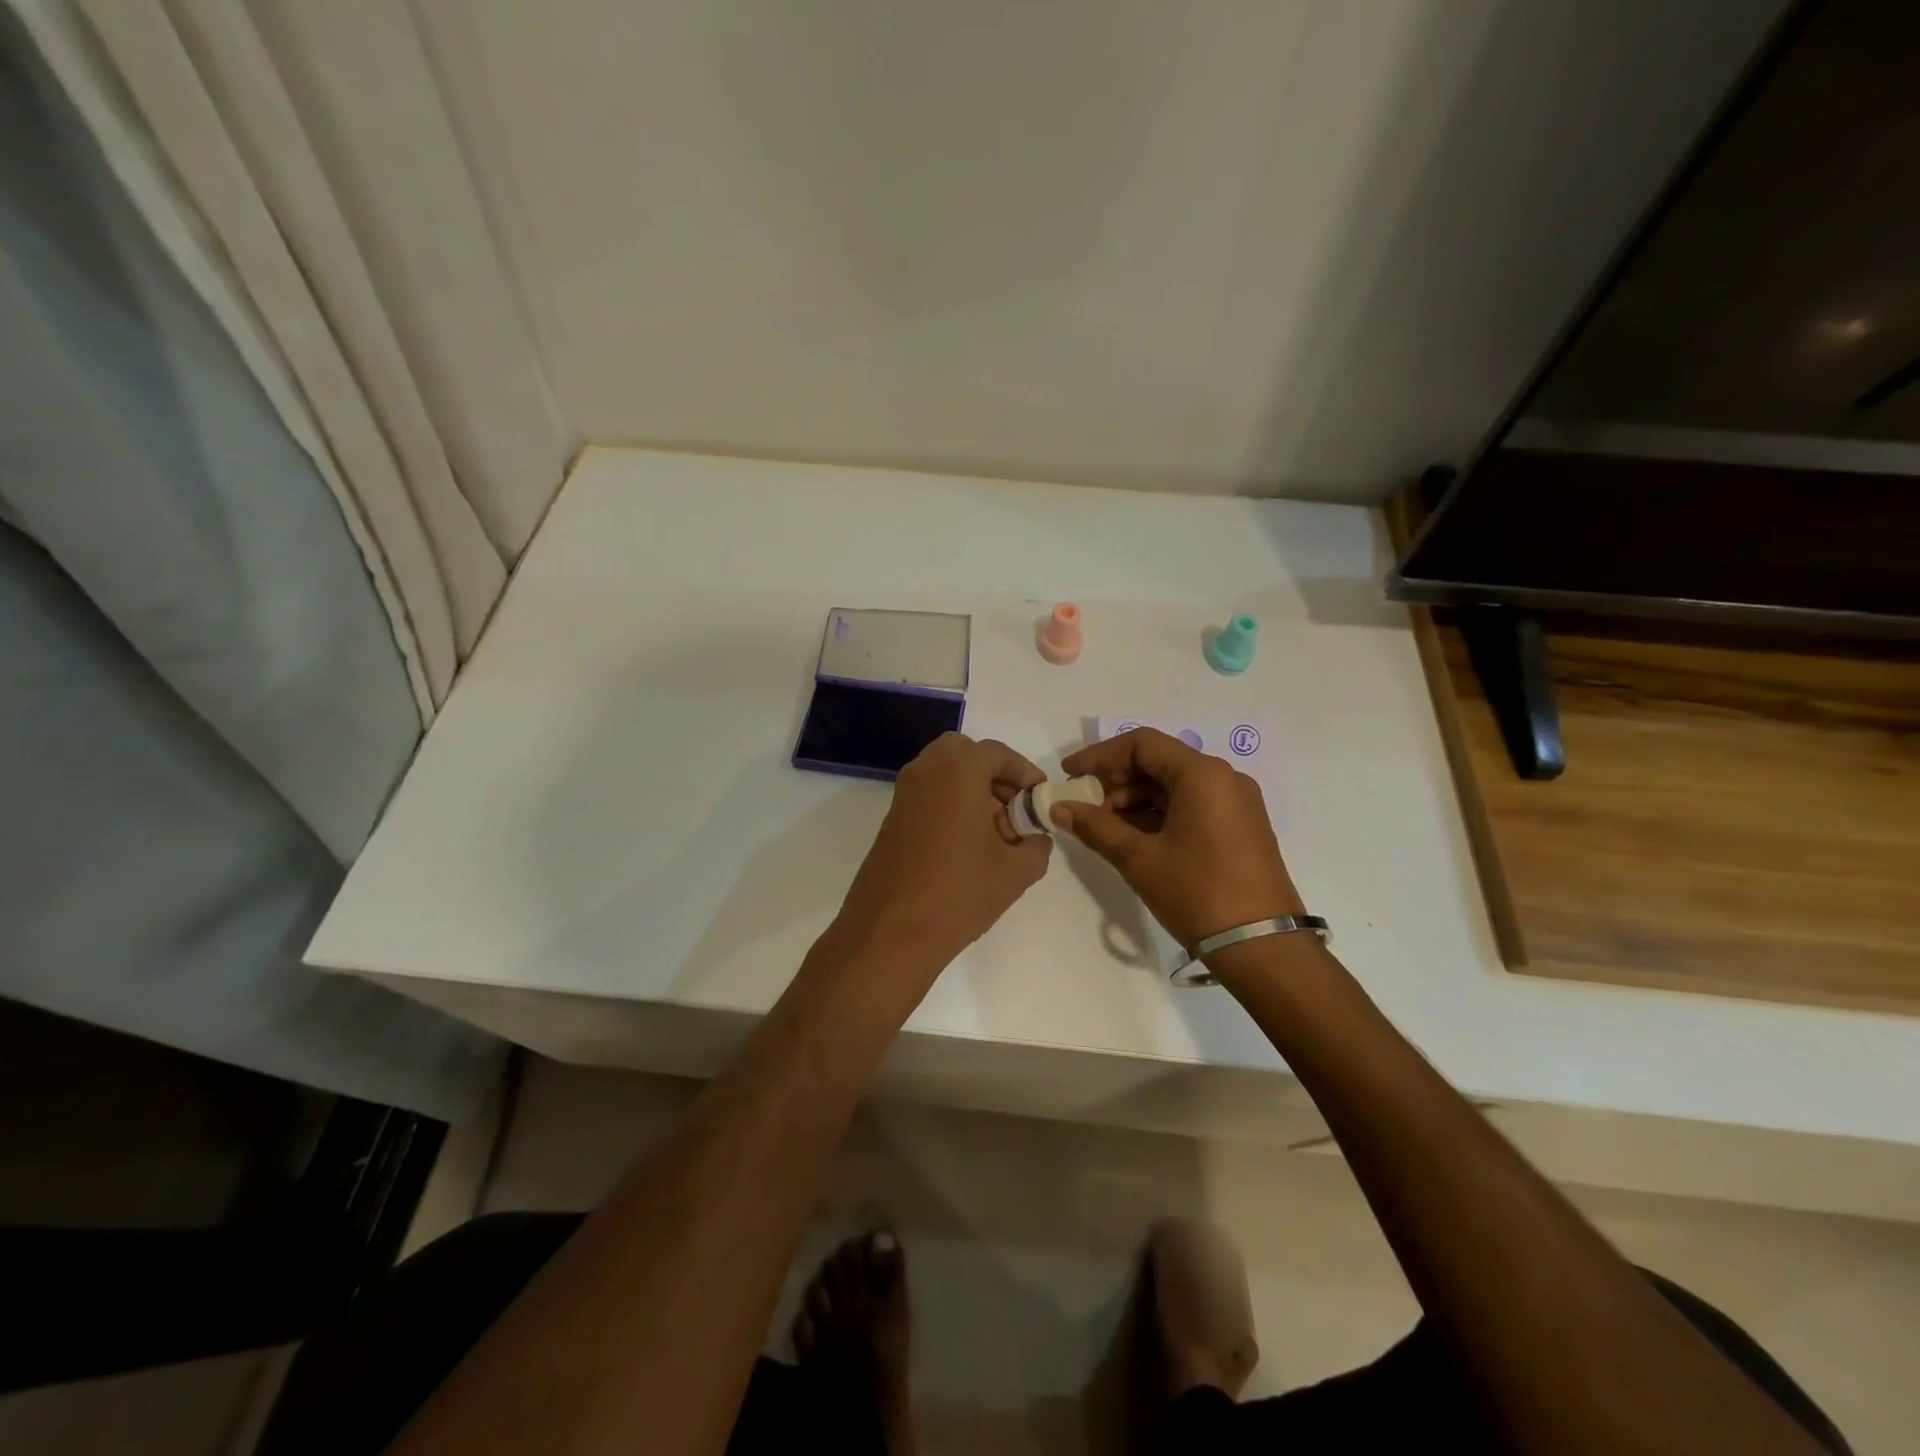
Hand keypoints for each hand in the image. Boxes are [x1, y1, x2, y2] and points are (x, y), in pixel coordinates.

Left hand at [835, 734, 1051, 978]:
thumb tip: (1034, 838)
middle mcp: (925, 772)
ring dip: (970, 788)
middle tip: (1013, 807)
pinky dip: (950, 803)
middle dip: (992, 773)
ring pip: (942, 772)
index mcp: (957, 772)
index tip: (1039, 797)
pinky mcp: (891, 820)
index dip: (1024, 772)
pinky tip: (967, 845)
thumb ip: (1036, 845)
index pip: (997, 753)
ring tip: (994, 831)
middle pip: (964, 753)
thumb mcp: (1016, 872)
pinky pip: (927, 795)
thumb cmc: (959, 893)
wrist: (890, 933)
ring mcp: (903, 795)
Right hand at [1054, 728, 1302, 948]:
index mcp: (1202, 774)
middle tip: (1082, 806)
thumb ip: (1095, 826)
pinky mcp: (1239, 826)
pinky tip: (1132, 837)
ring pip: (1173, 785)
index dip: (1099, 755)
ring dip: (1134, 800)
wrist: (1262, 948)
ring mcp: (1235, 802)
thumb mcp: (1139, 859)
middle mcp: (1223, 778)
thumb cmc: (1197, 893)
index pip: (1141, 744)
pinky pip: (1191, 804)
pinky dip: (1158, 814)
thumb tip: (1058, 807)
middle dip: (1115, 781)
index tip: (1069, 775)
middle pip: (1158, 762)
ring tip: (1103, 827)